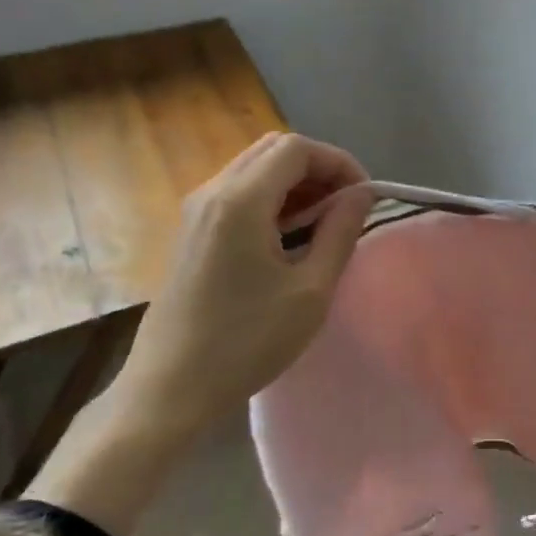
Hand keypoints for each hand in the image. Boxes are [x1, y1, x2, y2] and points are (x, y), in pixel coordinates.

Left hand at [24, 132, 374, 535]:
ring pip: (253, 169)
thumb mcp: (310, 291)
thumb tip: (360, 196)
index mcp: (241, 201)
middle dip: (317, 168)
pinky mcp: (190, 231)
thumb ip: (339, 233)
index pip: (296, 149)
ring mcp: (195, 211)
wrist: (171, 386)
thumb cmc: (247, 342)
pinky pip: (237, 193)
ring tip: (323, 223)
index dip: (338, 162)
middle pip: (272, 150)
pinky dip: (270, 199)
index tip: (364, 198)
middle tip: (345, 207)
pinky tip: (287, 236)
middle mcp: (212, 192)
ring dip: (294, 183)